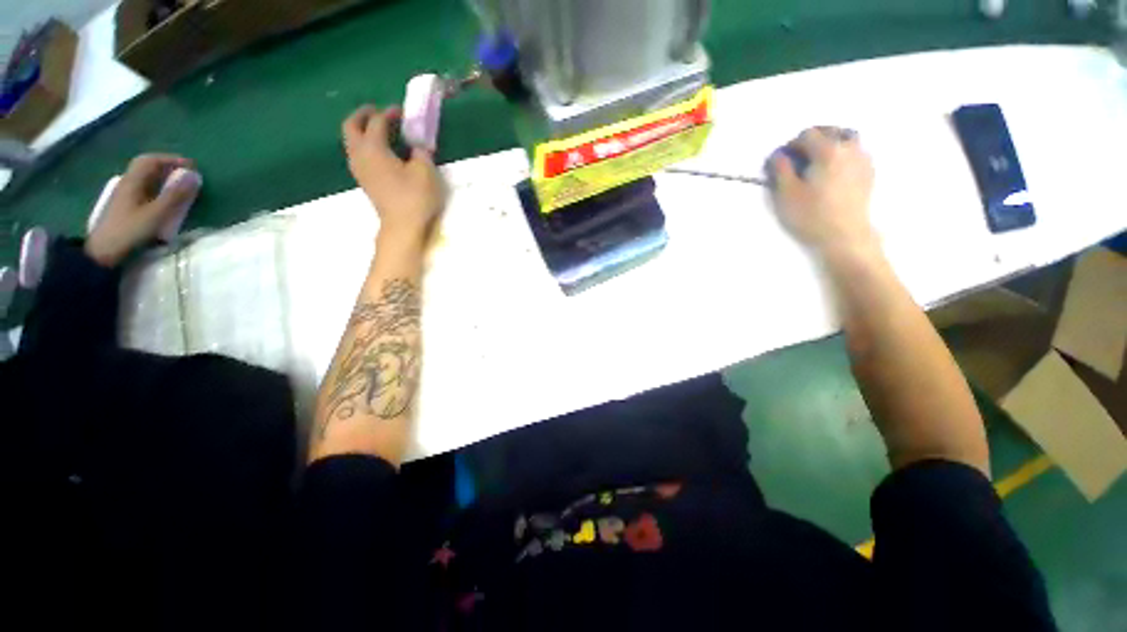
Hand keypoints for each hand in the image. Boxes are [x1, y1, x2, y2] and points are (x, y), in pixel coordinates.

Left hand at [85, 153, 196, 266]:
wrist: (103, 254)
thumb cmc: (130, 231)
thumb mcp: (156, 214)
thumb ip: (175, 195)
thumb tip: (194, 176)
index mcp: (133, 181)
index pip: (151, 160)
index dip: (172, 159)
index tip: (191, 167)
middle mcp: (127, 184)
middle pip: (146, 168)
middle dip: (167, 168)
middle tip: (186, 175)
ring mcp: (125, 197)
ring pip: (145, 180)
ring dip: (162, 179)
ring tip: (179, 187)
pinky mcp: (125, 208)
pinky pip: (143, 191)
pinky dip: (157, 190)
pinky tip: (164, 200)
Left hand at [342, 106, 444, 243]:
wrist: (403, 227)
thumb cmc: (415, 197)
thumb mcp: (425, 171)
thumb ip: (421, 153)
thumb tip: (417, 147)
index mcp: (373, 148)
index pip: (377, 122)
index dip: (389, 113)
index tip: (402, 112)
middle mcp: (359, 155)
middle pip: (351, 126)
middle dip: (362, 115)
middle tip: (378, 112)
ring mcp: (359, 169)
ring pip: (352, 141)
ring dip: (362, 131)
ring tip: (380, 132)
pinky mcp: (365, 181)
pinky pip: (358, 154)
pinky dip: (365, 145)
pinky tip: (381, 151)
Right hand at [769, 127, 876, 255]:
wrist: (845, 236)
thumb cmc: (811, 215)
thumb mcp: (786, 194)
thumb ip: (781, 170)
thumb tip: (779, 155)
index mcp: (828, 151)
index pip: (807, 135)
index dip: (791, 145)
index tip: (783, 160)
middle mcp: (849, 148)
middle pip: (831, 130)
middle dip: (812, 139)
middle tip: (799, 157)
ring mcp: (863, 160)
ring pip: (848, 138)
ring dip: (831, 143)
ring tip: (818, 160)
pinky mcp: (869, 173)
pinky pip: (856, 152)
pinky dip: (843, 154)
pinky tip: (833, 171)